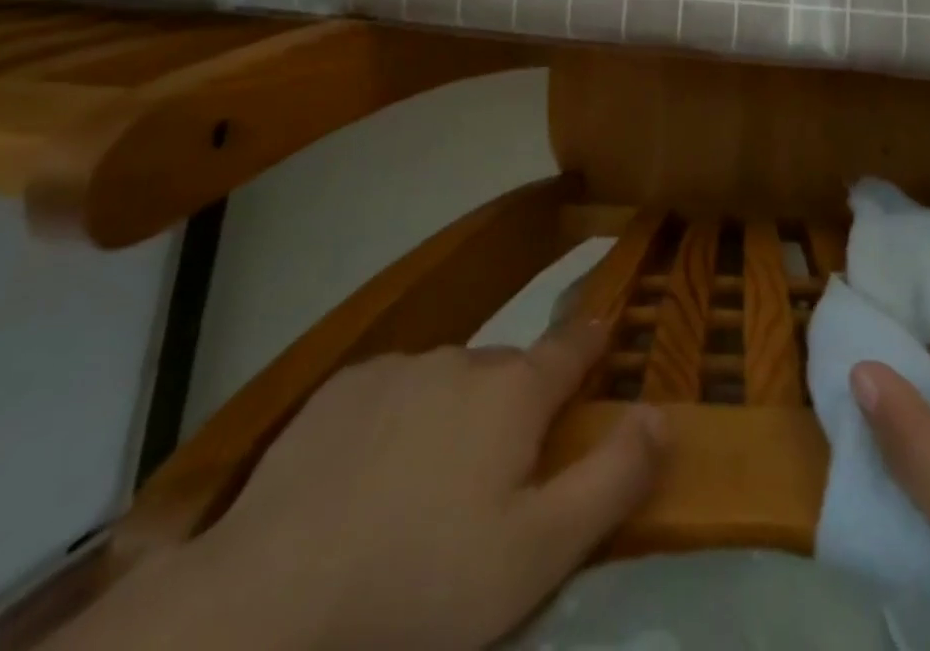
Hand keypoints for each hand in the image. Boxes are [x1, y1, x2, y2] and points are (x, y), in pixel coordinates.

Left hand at [51, 321, 664, 650]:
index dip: (593, 338)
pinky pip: (394, 390)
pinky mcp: (342, 389)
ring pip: (448, 381)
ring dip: (455, 414)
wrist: (269, 602)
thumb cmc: (422, 584)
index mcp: (514, 392)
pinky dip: (399, 419)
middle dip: (516, 405)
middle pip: (507, 373)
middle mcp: (462, 359)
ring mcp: (398, 368)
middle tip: (499, 474)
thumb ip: (612, 477)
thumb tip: (660, 413)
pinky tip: (369, 476)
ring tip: (427, 486)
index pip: (572, 346)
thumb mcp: (539, 553)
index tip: (605, 327)